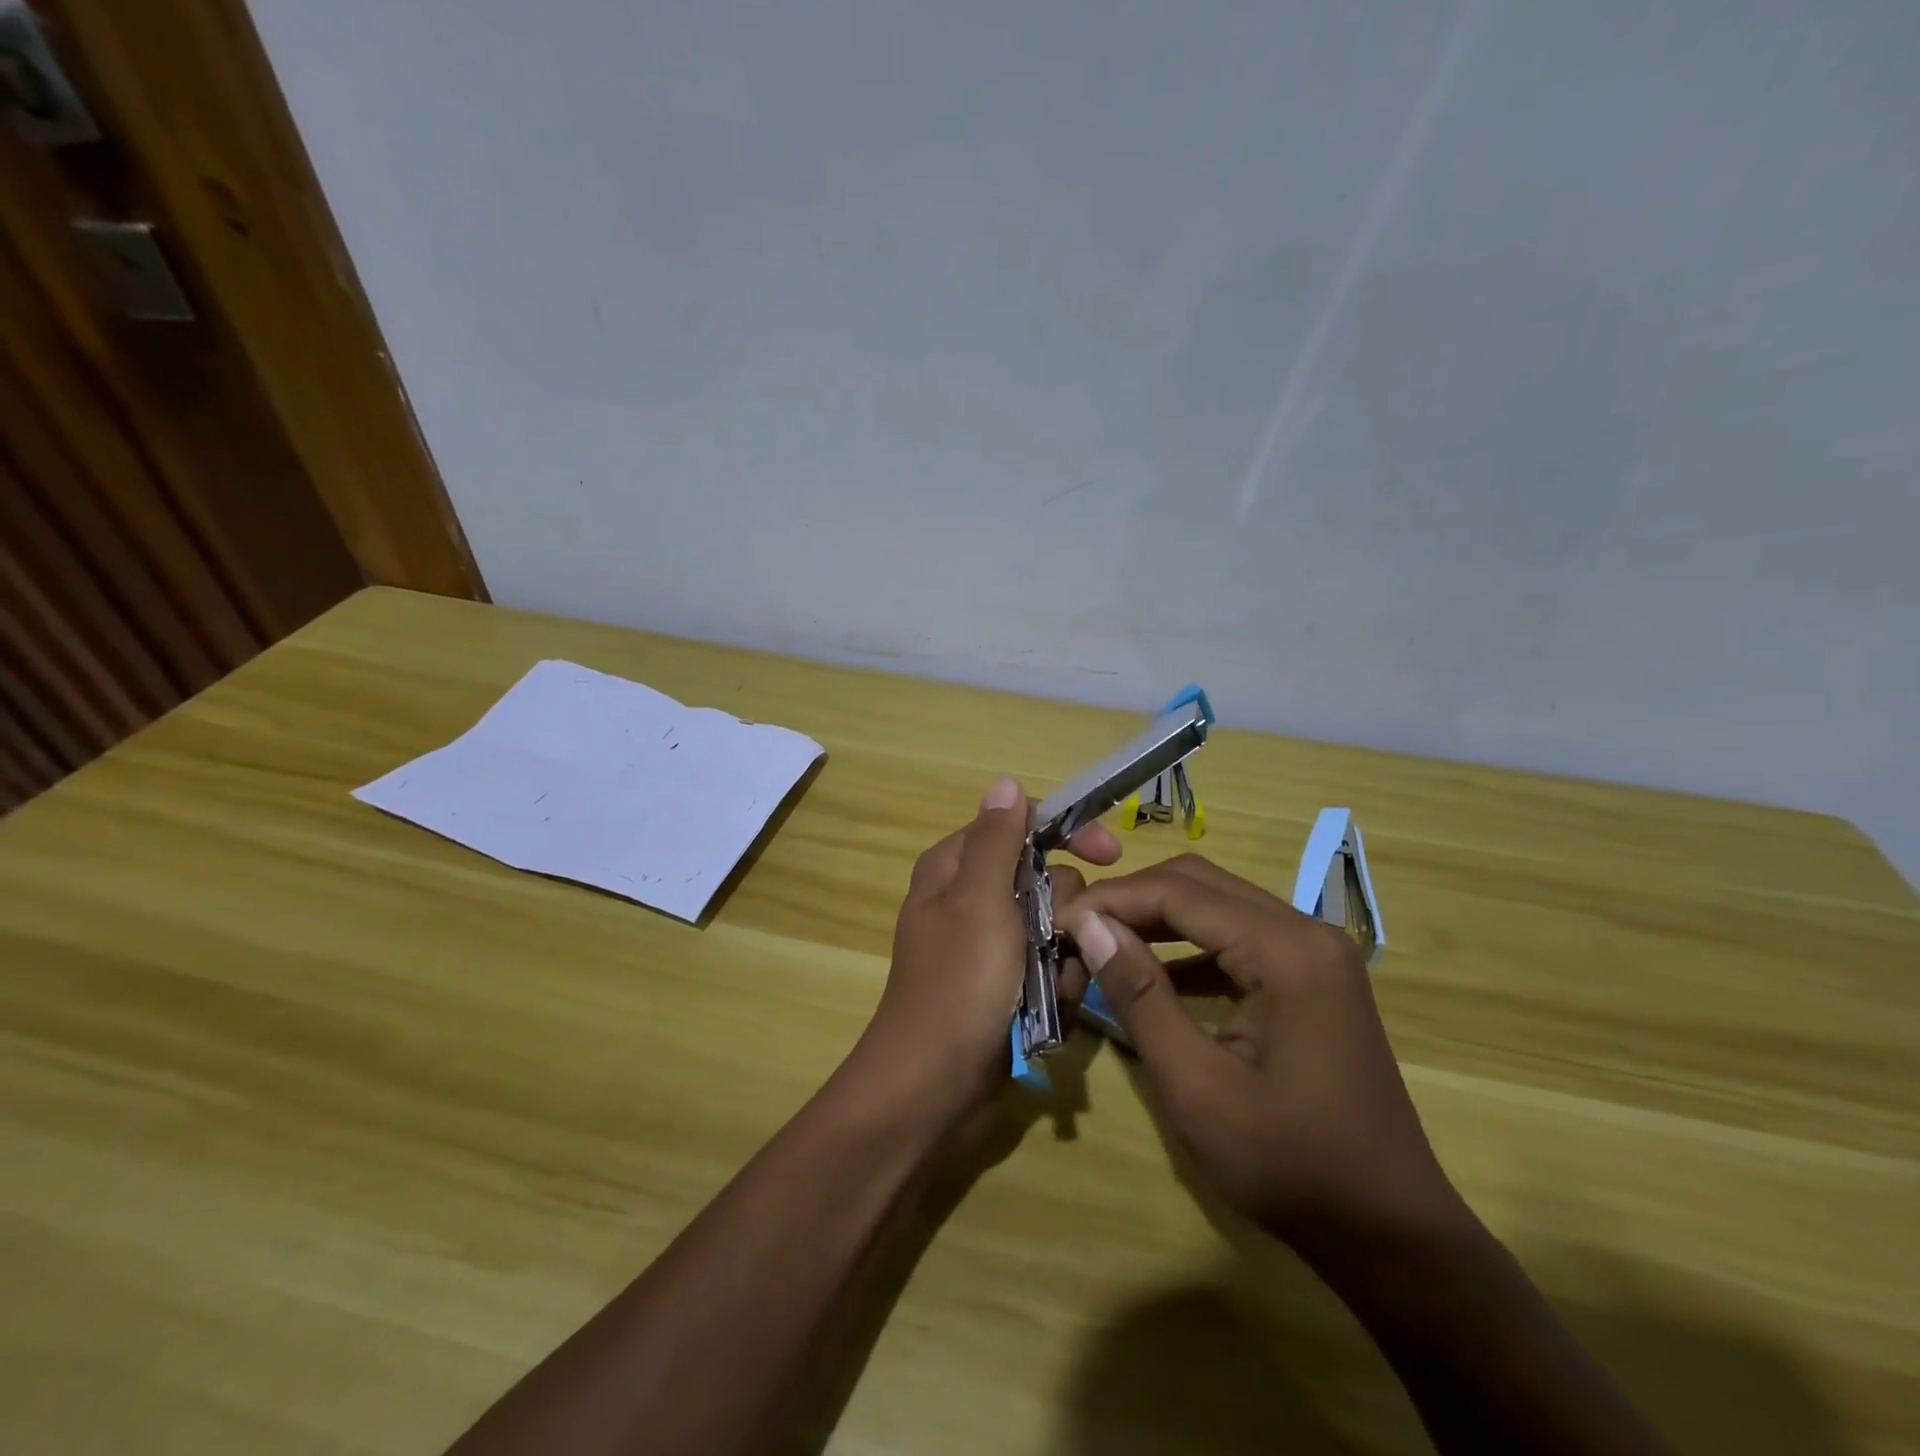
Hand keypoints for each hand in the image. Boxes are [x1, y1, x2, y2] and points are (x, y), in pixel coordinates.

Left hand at [853, 777, 1120, 1127]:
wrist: (936, 1086)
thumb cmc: (958, 982)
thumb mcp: (979, 900)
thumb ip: (998, 839)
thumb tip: (1006, 782)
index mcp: (956, 867)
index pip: (1020, 825)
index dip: (1066, 833)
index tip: (1111, 853)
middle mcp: (972, 898)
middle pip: (1048, 878)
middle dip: (1067, 911)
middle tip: (1058, 938)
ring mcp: (992, 945)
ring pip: (1058, 927)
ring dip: (1066, 956)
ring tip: (1049, 986)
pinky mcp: (1007, 985)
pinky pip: (1052, 968)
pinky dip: (1059, 986)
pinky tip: (1049, 1011)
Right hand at [1062, 855, 1463, 1257]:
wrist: (1390, 1231)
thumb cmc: (1289, 1165)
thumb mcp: (1196, 1087)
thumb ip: (1140, 996)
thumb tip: (1090, 926)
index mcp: (1286, 950)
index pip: (1180, 892)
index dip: (1113, 899)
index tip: (1060, 921)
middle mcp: (1306, 931)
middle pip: (1200, 883)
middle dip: (1133, 899)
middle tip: (1079, 931)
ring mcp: (1315, 951)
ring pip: (1218, 904)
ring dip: (1158, 918)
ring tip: (1104, 946)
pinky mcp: (1313, 975)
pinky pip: (1240, 936)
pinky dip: (1191, 946)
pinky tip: (1156, 977)